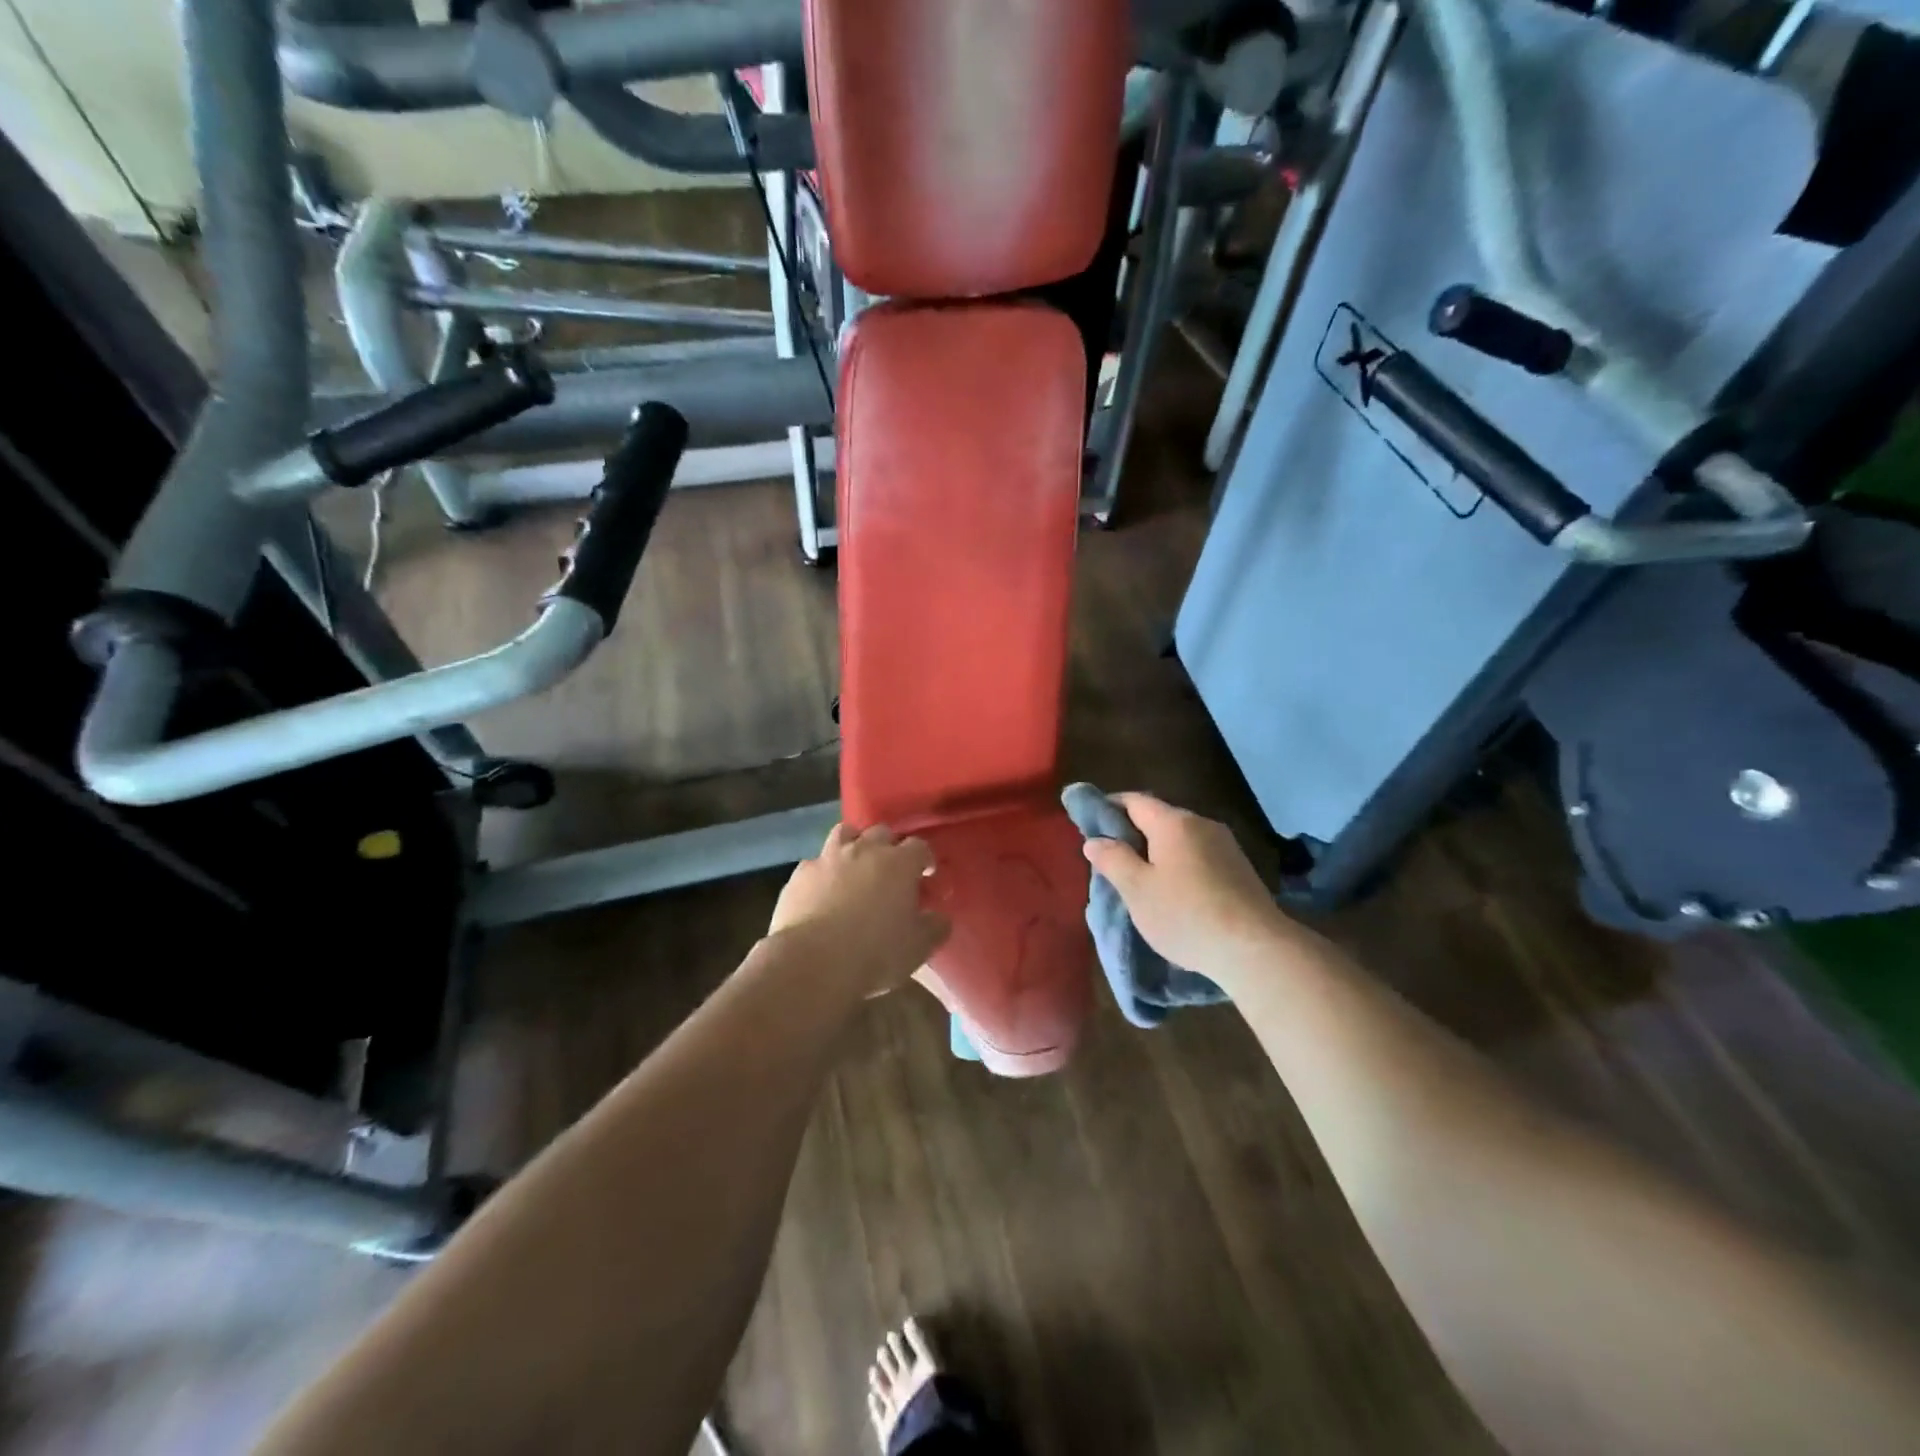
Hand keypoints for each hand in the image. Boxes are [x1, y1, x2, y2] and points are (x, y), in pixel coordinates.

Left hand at [769, 824, 950, 995]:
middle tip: (891, 870)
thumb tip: (940, 918)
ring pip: (845, 833)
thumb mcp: (918, 947)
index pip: (919, 847)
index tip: (926, 875)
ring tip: (855, 867)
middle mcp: (864, 850)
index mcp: (899, 863)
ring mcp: (828, 858)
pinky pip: (815, 863)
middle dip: (889, 846)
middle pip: (882, 832)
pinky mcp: (800, 874)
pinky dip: (823, 872)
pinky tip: (822, 891)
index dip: (924, 859)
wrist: (813, 961)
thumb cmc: (875, 953)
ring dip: (854, 844)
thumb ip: (935, 927)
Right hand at [1082, 793, 1287, 977]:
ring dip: (1158, 851)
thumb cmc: (1185, 915)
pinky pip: (1199, 856)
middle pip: (1159, 818)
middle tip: (1111, 858)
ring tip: (1141, 879)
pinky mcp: (1240, 869)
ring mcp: (1226, 846)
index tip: (1090, 823)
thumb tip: (1094, 840)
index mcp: (1173, 823)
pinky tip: (1175, 892)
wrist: (1255, 948)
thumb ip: (1113, 860)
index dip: (1109, 807)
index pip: (1134, 801)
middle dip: (1133, 833)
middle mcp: (1202, 824)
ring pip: (1180, 839)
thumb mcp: (1137, 890)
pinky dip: (1180, 865)